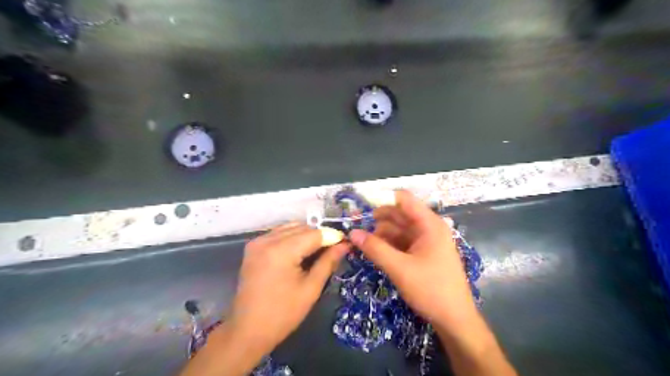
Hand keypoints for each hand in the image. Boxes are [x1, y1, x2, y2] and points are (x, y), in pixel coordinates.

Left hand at [226, 224, 347, 355]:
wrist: (247, 330)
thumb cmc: (283, 314)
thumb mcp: (311, 289)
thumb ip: (328, 262)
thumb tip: (344, 245)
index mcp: (281, 251)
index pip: (314, 234)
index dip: (332, 237)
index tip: (345, 243)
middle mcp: (267, 240)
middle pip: (302, 227)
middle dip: (320, 236)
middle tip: (333, 250)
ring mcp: (257, 242)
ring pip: (290, 227)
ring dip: (306, 235)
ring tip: (317, 251)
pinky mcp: (253, 247)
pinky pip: (278, 233)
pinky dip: (292, 237)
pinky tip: (300, 251)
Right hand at [351, 190, 476, 328]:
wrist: (454, 320)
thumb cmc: (431, 290)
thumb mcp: (399, 268)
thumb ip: (375, 248)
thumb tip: (352, 232)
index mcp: (429, 224)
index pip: (403, 199)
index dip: (381, 199)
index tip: (359, 206)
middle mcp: (428, 227)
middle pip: (399, 214)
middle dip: (377, 219)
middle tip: (354, 226)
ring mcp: (426, 240)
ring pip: (398, 229)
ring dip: (380, 233)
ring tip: (361, 241)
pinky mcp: (422, 253)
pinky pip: (401, 241)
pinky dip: (387, 244)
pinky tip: (373, 250)